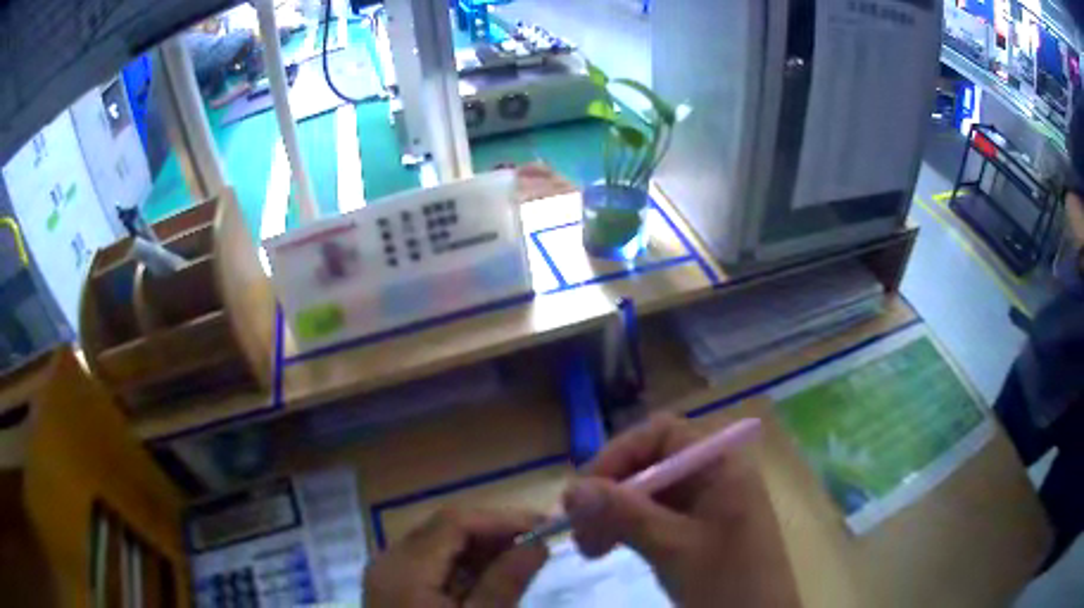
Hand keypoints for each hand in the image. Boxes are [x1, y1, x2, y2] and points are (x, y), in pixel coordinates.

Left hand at [364, 507, 548, 607]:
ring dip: (481, 548)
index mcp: (405, 569)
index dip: (502, 518)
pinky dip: (462, 565)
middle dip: (494, 533)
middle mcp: (389, 560)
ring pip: (438, 543)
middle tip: (538, 544)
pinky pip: (430, 562)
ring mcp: (387, 571)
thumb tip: (538, 542)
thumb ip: (505, 581)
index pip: (455, 522)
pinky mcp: (393, 584)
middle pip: (445, 528)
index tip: (545, 525)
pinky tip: (489, 578)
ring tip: (521, 560)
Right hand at [562, 413, 799, 607]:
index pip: (661, 434)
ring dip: (612, 513)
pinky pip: (652, 515)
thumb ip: (625, 514)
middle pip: (649, 463)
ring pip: (646, 492)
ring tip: (590, 548)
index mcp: (720, 464)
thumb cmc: (729, 582)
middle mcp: (712, 474)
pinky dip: (625, 528)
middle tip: (579, 531)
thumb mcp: (675, 548)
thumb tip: (571, 489)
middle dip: (610, 492)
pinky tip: (609, 548)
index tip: (584, 493)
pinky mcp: (695, 528)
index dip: (619, 455)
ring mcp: (704, 502)